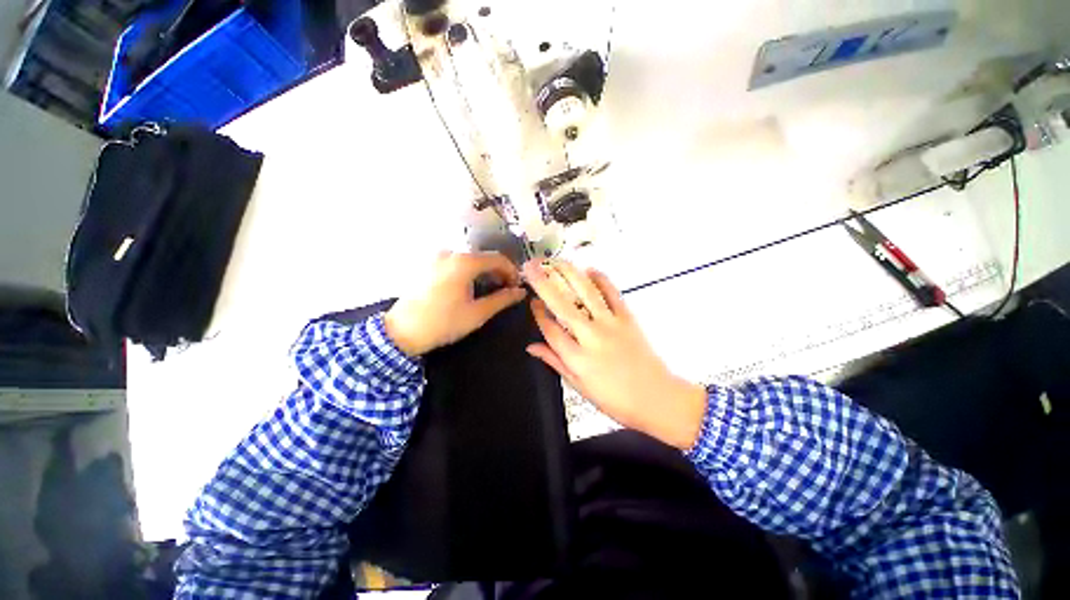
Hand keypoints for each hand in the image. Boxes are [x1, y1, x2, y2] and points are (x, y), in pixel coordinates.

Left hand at [384, 252, 526, 355]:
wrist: (401, 332)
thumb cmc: (443, 323)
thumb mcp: (477, 313)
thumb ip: (503, 299)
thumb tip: (521, 291)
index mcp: (464, 262)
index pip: (498, 258)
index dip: (512, 271)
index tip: (517, 287)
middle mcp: (450, 253)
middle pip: (483, 257)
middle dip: (499, 272)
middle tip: (506, 290)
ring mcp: (437, 258)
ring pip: (470, 260)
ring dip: (484, 272)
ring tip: (489, 290)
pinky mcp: (428, 265)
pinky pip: (456, 263)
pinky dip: (469, 272)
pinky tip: (470, 287)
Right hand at [523, 260, 707, 448]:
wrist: (657, 398)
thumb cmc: (615, 399)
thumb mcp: (579, 386)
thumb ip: (554, 362)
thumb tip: (531, 347)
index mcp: (577, 358)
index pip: (550, 329)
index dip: (538, 313)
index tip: (532, 301)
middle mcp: (591, 336)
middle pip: (562, 304)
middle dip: (544, 283)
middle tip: (532, 266)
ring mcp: (611, 324)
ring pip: (585, 293)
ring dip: (569, 273)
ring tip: (555, 260)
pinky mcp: (628, 318)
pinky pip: (612, 293)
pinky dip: (601, 279)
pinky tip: (590, 269)